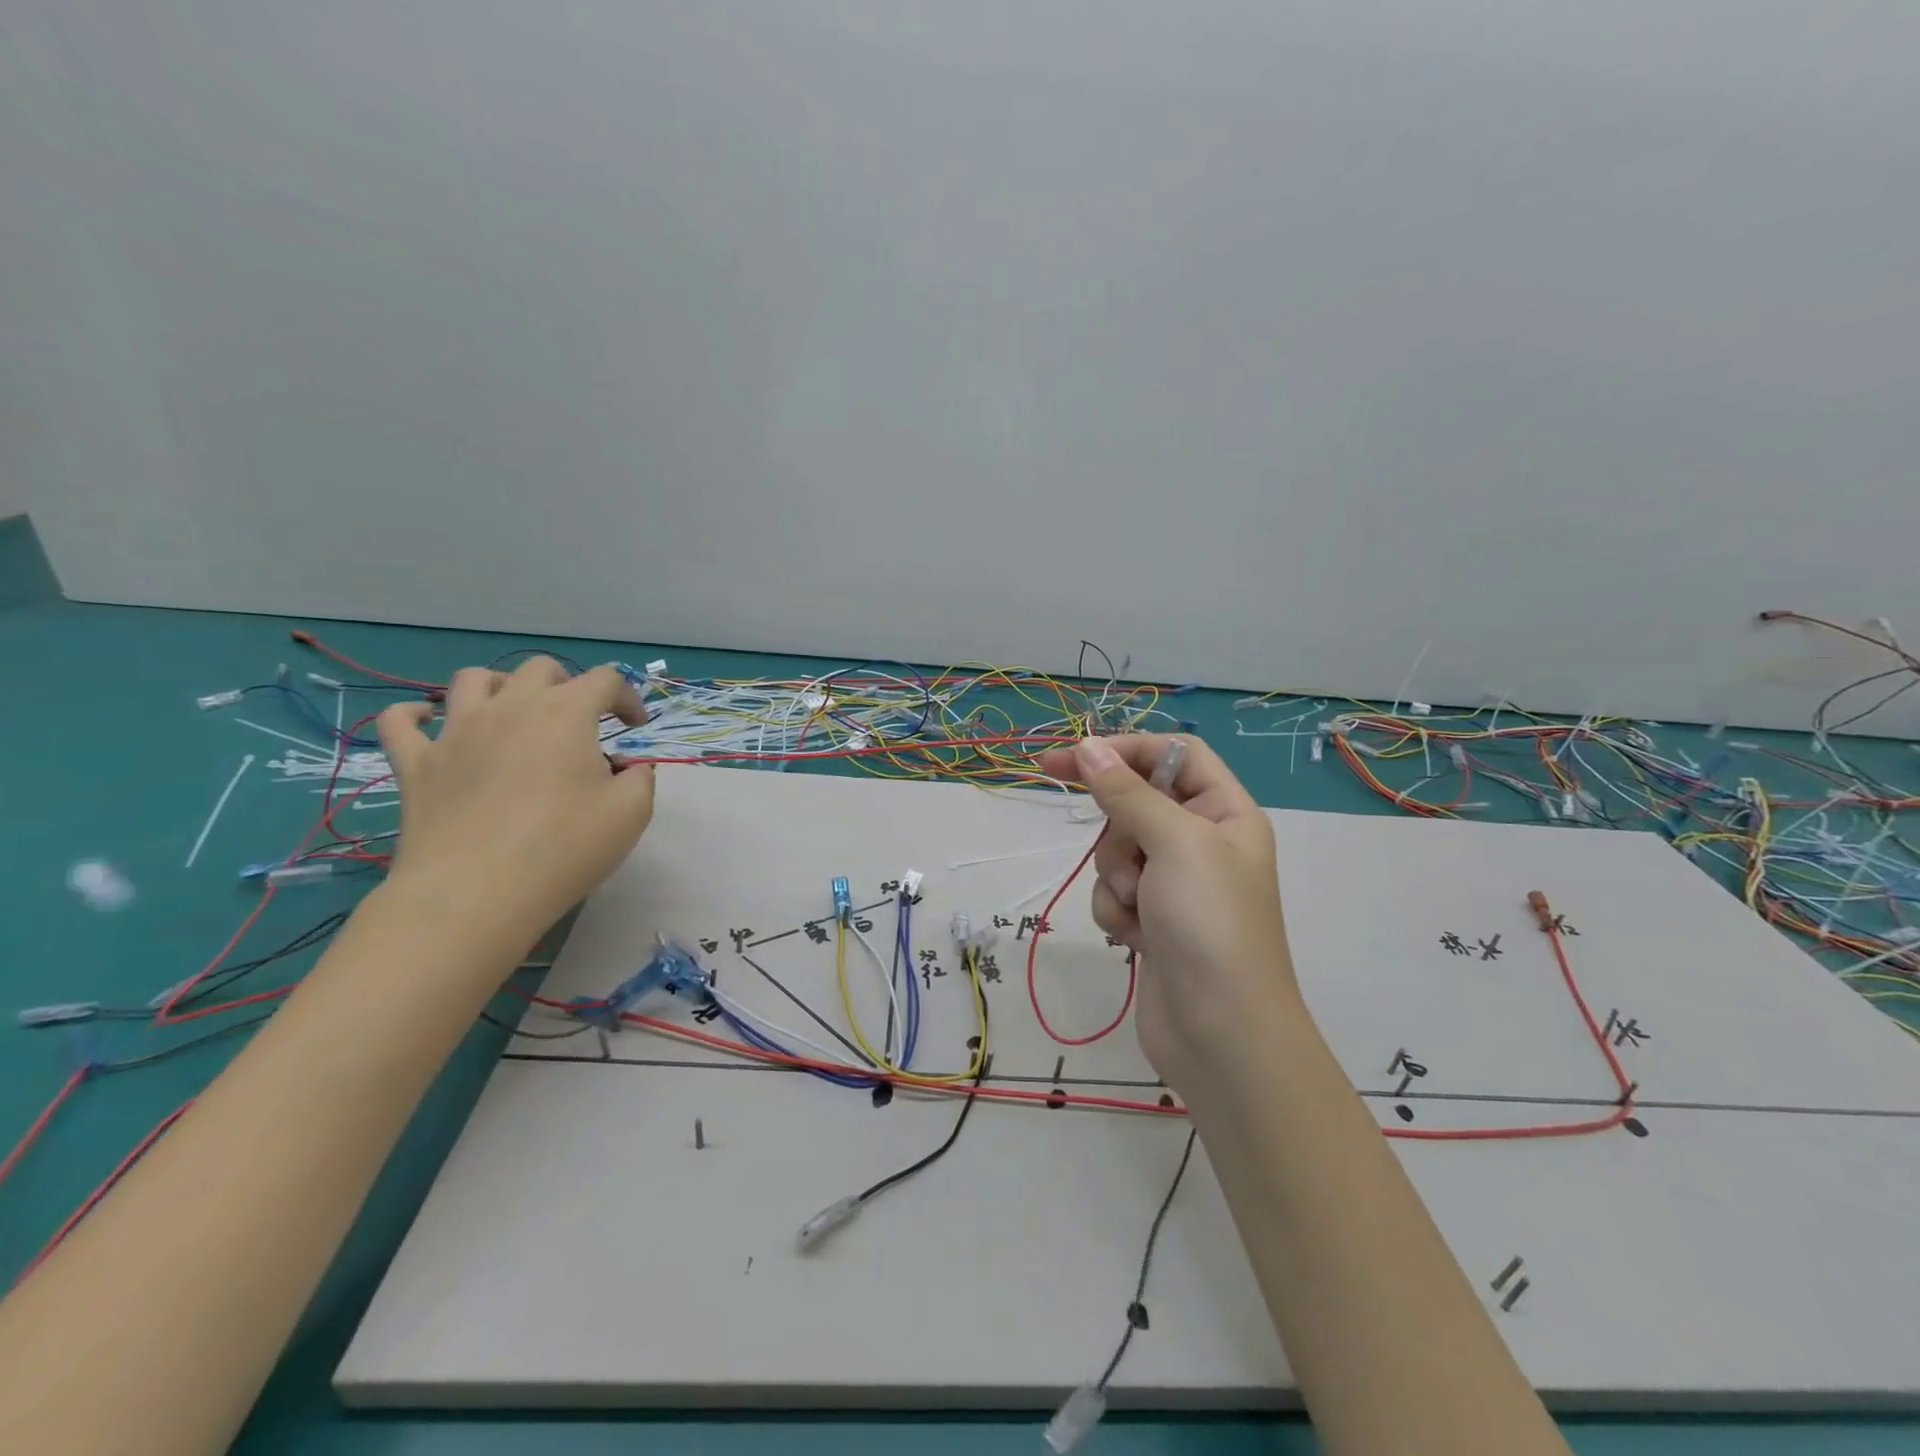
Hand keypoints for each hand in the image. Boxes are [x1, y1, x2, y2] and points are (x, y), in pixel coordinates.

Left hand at [376, 658, 656, 946]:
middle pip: (540, 668)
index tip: (634, 727)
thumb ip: (639, 777)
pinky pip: (400, 720)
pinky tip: (430, 722)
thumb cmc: (564, 848)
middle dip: (567, 684)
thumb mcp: (631, 813)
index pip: (605, 680)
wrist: (475, 894)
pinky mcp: (416, 763)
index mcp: (566, 713)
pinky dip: (415, 713)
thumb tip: (627, 767)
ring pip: (473, 679)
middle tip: (579, 719)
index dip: (627, 696)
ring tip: (514, 714)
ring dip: (501, 687)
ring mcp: (456, 731)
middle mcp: (510, 707)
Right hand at [1036, 735, 1300, 1093]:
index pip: (1172, 755)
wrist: (1220, 1034)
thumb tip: (1087, 746)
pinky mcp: (1153, 919)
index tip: (1069, 758)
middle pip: (1136, 803)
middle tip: (1130, 861)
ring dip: (1117, 878)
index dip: (1124, 750)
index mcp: (1225, 812)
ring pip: (1117, 850)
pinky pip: (1114, 891)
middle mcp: (1203, 841)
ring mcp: (1176, 883)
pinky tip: (1137, 941)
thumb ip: (1126, 791)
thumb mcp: (1173, 842)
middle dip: (1120, 833)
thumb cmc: (1209, 923)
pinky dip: (1117, 912)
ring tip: (1143, 911)